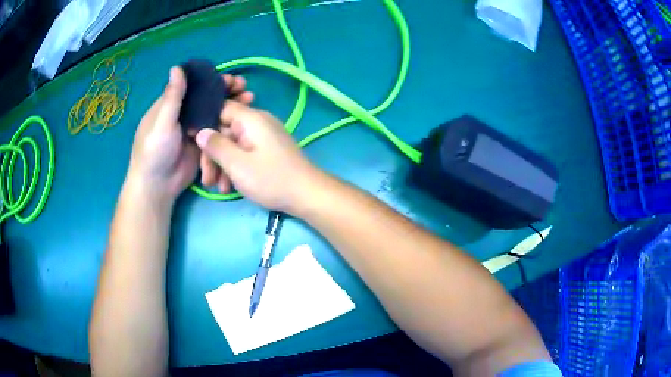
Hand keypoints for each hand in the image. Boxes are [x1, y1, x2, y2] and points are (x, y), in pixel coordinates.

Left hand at [128, 67, 252, 200]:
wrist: (158, 186)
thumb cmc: (154, 151)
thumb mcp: (162, 122)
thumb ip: (172, 96)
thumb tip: (177, 66)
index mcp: (171, 104)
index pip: (194, 86)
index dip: (212, 79)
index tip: (230, 77)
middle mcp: (184, 113)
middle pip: (207, 97)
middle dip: (226, 90)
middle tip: (244, 86)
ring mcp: (194, 128)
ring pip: (215, 112)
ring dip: (231, 104)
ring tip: (249, 98)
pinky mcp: (203, 143)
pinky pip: (217, 129)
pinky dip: (229, 123)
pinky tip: (243, 119)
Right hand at [194, 101, 319, 212]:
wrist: (307, 194)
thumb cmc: (270, 179)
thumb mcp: (237, 164)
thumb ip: (216, 146)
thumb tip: (200, 131)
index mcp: (250, 118)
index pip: (220, 109)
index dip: (204, 124)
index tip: (192, 143)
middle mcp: (257, 122)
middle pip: (225, 131)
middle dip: (213, 155)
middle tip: (207, 181)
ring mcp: (264, 136)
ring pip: (234, 144)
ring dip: (223, 165)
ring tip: (218, 188)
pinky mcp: (268, 149)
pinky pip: (245, 152)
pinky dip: (236, 167)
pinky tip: (230, 187)